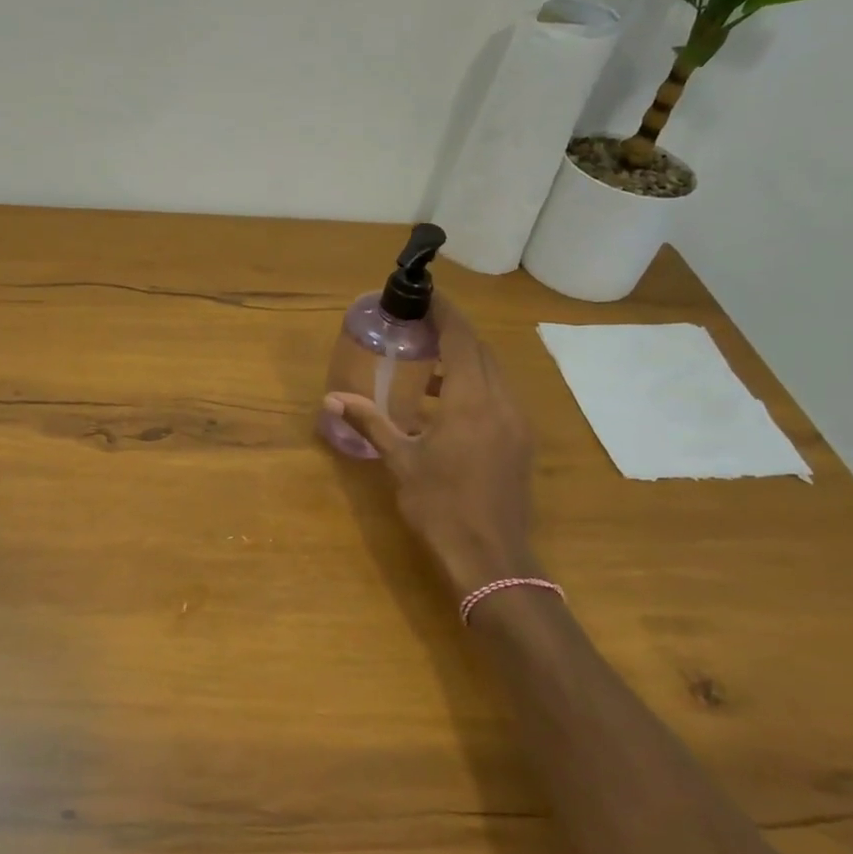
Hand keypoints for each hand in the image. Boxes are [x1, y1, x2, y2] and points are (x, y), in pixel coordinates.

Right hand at [324, 296, 538, 596]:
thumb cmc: (440, 506)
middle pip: (482, 352)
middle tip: (420, 324)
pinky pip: (499, 397)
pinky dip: (475, 385)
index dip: (445, 313)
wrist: (491, 558)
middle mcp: (501, 402)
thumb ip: (371, 423)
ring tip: (428, 361)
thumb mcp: (401, 461)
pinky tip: (447, 404)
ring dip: (465, 360)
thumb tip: (332, 400)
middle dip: (454, 332)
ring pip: (494, 374)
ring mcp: (517, 423)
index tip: (425, 295)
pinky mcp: (520, 443)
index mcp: (472, 400)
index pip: (462, 339)